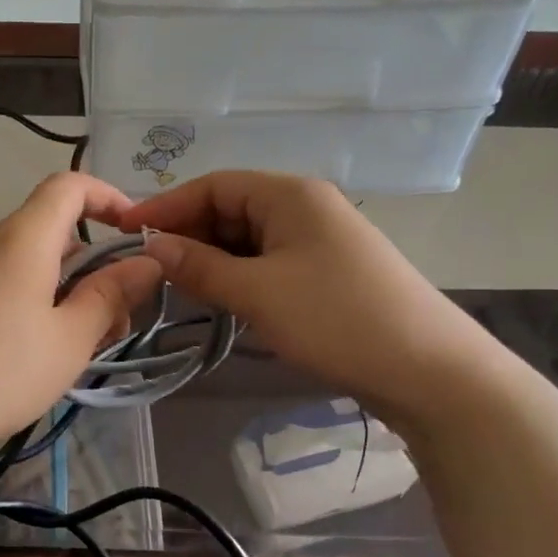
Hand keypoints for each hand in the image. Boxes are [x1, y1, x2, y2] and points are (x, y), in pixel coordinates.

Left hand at [0, 172, 162, 477]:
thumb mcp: (68, 341)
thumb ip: (110, 296)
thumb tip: (145, 262)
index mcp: (21, 239)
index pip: (68, 186)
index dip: (108, 196)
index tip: (135, 233)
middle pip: (48, 232)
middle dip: (90, 267)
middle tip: (111, 324)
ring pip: (21, 264)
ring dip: (58, 291)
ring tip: (69, 350)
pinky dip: (22, 302)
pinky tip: (20, 356)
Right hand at [119, 172, 503, 428]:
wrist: (431, 371)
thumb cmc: (337, 319)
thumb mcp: (257, 292)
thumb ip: (199, 266)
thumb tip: (149, 246)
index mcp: (289, 194)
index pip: (213, 185)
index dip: (166, 206)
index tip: (126, 233)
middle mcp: (304, 206)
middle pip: (230, 208)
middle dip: (188, 234)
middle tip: (150, 268)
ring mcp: (319, 239)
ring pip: (248, 238)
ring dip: (212, 258)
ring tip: (178, 287)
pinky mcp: (328, 271)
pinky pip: (269, 261)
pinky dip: (239, 275)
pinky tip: (222, 299)